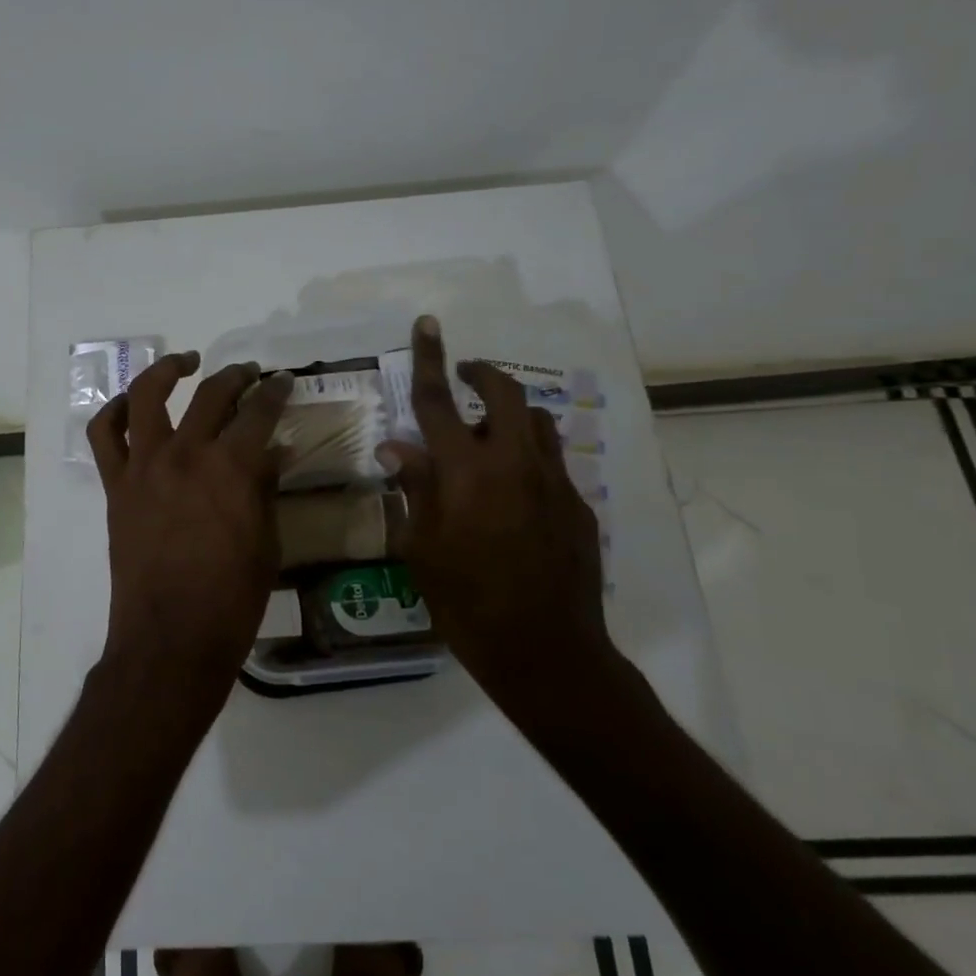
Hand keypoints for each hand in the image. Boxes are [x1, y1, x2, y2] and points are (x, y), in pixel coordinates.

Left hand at [88, 352, 293, 711]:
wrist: (170, 639)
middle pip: (211, 395)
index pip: (258, 412)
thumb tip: (271, 453)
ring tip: (186, 362)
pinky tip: (133, 405)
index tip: (282, 381)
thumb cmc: (231, 600)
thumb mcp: (266, 543)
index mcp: (230, 468)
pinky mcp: (116, 486)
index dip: (275, 391)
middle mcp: (185, 454)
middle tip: (250, 374)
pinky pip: (105, 435)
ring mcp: (144, 467)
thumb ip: (265, 489)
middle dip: (236, 376)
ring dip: (168, 370)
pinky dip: (116, 411)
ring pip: (148, 396)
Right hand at [377, 316, 619, 719]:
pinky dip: (527, 455)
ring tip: (487, 434)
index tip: (428, 324)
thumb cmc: (466, 603)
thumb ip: (413, 488)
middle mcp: (513, 465)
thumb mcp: (421, 549)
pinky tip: (512, 492)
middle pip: (503, 394)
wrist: (545, 651)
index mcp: (466, 473)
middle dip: (482, 374)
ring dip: (509, 413)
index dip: (431, 359)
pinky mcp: (578, 506)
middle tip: (464, 376)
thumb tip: (397, 447)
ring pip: (536, 422)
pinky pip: (551, 461)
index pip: (439, 403)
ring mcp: (553, 483)